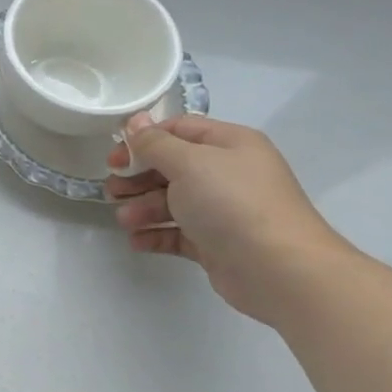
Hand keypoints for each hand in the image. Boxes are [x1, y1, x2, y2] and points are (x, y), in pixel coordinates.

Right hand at [106, 114, 349, 323]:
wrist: (279, 269)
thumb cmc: (232, 203)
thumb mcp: (189, 163)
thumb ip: (155, 143)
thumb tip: (135, 122)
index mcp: (229, 144)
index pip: (179, 130)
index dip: (143, 140)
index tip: (114, 158)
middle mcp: (228, 173)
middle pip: (172, 167)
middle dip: (138, 177)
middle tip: (113, 190)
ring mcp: (223, 210)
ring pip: (173, 202)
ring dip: (143, 208)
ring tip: (125, 220)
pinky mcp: (217, 244)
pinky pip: (178, 233)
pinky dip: (156, 234)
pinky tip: (137, 241)